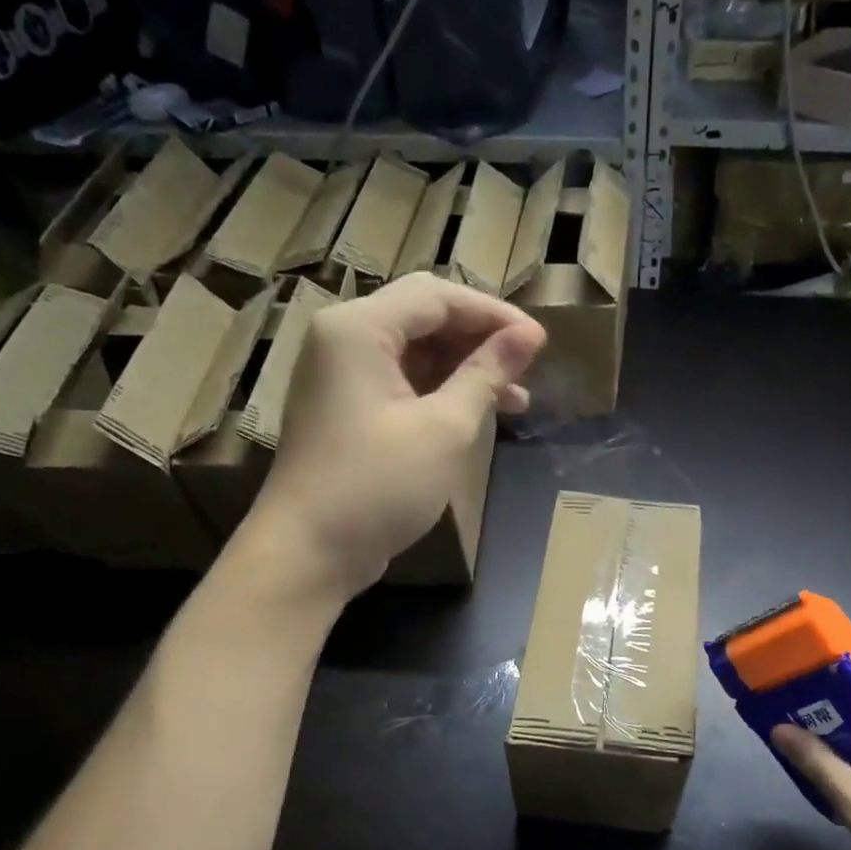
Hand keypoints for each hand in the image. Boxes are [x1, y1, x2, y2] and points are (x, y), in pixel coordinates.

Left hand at [244, 276, 545, 598]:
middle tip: (528, 367)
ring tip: (516, 399)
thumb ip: (487, 374)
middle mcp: (344, 338)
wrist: (309, 552)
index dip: (494, 314)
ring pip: (416, 351)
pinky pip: (402, 381)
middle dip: (480, 340)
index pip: (437, 297)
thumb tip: (530, 335)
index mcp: (359, 328)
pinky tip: (479, 413)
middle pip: (424, 318)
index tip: (540, 342)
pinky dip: (441, 392)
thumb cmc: (378, 485)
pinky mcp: (347, 408)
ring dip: (465, 369)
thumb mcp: (444, 427)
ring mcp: (342, 375)